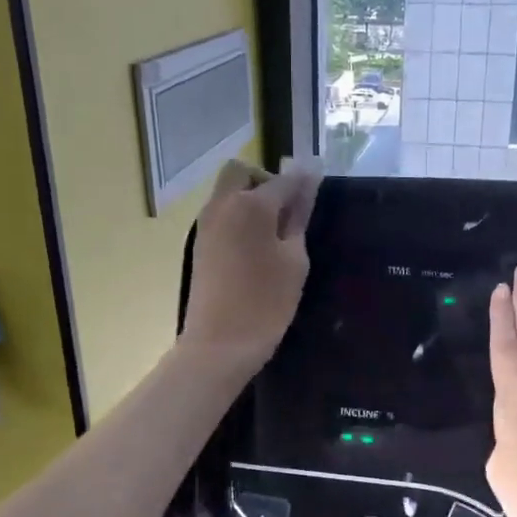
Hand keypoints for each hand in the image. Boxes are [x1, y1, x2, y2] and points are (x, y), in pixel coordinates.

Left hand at [181, 161, 317, 371]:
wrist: (219, 344)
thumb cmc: (266, 302)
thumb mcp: (294, 260)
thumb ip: (299, 217)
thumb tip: (307, 183)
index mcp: (251, 205)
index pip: (283, 180)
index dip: (303, 182)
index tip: (317, 191)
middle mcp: (222, 204)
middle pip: (242, 172)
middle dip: (265, 181)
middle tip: (286, 212)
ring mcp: (205, 223)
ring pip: (227, 191)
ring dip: (250, 199)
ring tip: (274, 235)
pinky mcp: (199, 243)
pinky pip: (220, 213)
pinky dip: (238, 217)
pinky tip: (255, 248)